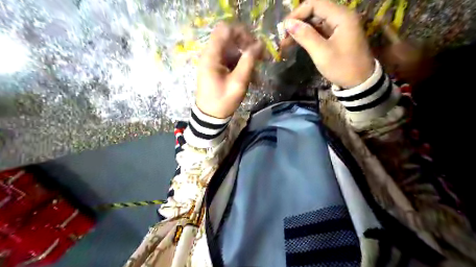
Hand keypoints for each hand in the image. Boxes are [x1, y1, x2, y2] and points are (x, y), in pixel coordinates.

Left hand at [196, 23, 264, 118]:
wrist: (210, 117)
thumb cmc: (223, 100)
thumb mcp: (238, 82)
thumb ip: (248, 61)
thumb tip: (260, 44)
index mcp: (212, 55)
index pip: (226, 29)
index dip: (242, 32)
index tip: (255, 44)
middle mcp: (210, 54)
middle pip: (229, 38)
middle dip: (246, 44)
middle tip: (260, 55)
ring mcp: (213, 61)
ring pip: (231, 49)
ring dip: (245, 56)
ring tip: (257, 68)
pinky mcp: (216, 68)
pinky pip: (230, 60)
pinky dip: (241, 64)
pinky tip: (251, 75)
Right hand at [282, 0, 374, 88]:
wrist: (360, 82)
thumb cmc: (342, 67)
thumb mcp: (322, 53)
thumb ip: (305, 36)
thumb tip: (288, 23)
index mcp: (341, 16)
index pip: (315, 4)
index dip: (297, 13)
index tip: (284, 28)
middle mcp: (341, 17)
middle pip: (315, 11)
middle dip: (298, 22)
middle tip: (283, 37)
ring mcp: (339, 26)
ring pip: (316, 22)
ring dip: (301, 30)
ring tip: (286, 42)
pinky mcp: (337, 36)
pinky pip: (319, 31)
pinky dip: (307, 36)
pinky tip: (297, 43)